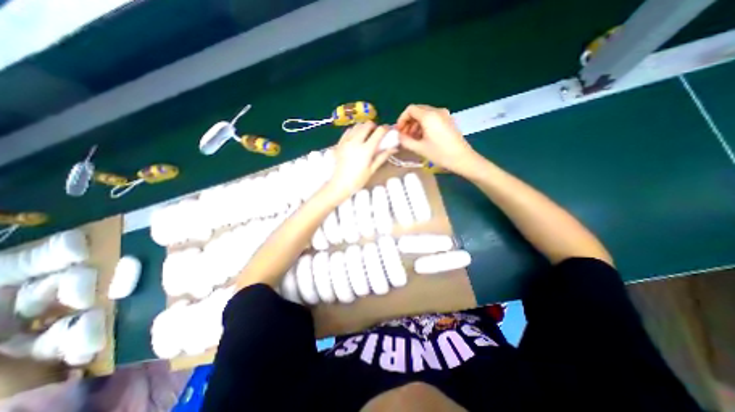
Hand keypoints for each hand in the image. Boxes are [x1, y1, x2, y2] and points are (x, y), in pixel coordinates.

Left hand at [322, 123, 395, 203]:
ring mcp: (346, 141)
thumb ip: (382, 156)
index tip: (388, 131)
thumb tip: (394, 148)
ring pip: (357, 126)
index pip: (379, 131)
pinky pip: (348, 131)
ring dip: (364, 128)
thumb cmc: (357, 180)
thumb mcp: (372, 169)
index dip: (386, 129)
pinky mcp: (339, 143)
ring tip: (366, 136)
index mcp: (366, 149)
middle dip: (374, 127)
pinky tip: (356, 138)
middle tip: (376, 134)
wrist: (339, 185)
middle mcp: (356, 141)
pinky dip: (354, 131)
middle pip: (367, 124)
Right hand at [400, 103, 480, 174]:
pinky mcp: (448, 121)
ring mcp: (444, 115)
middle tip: (404, 136)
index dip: (402, 119)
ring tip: (413, 139)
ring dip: (416, 124)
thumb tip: (398, 136)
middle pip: (417, 111)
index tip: (399, 131)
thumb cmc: (440, 153)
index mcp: (429, 116)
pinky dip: (424, 125)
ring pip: (425, 115)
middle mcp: (437, 111)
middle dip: (408, 122)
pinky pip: (432, 118)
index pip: (410, 109)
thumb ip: (405, 141)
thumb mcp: (419, 148)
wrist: (462, 158)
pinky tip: (422, 137)